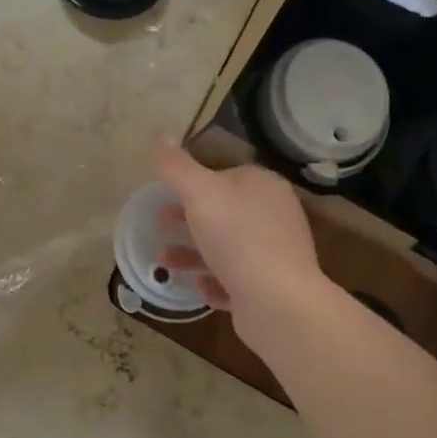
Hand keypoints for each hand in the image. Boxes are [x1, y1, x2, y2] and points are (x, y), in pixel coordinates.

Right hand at [155, 145, 325, 344]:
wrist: (277, 300)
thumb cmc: (237, 237)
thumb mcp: (200, 193)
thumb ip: (177, 167)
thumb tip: (160, 137)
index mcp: (264, 187)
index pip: (227, 175)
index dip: (195, 183)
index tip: (166, 193)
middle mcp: (274, 216)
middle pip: (224, 213)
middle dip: (189, 219)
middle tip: (159, 223)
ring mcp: (274, 254)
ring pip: (225, 248)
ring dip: (193, 253)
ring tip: (163, 261)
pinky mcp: (269, 288)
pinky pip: (236, 281)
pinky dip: (215, 282)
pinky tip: (198, 287)